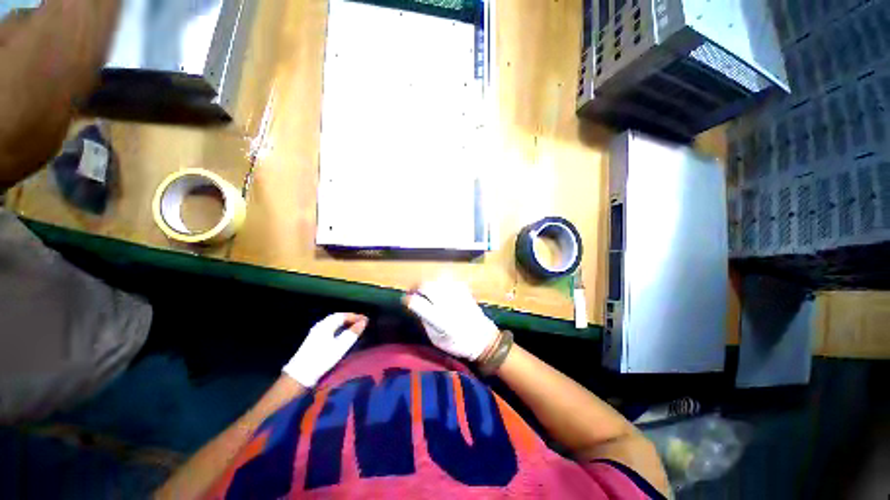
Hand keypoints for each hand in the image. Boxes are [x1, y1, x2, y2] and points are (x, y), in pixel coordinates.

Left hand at [282, 313, 367, 387]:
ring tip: (353, 326)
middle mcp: (320, 325)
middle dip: (350, 318)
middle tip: (360, 321)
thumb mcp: (340, 346)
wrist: (300, 375)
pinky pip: (329, 327)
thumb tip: (364, 322)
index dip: (355, 316)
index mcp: (326, 325)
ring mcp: (315, 332)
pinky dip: (338, 327)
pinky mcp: (313, 339)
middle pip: (337, 317)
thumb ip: (353, 333)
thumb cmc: (322, 358)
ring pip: (332, 322)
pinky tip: (340, 333)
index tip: (366, 320)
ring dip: (344, 322)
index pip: (343, 315)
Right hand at [403, 277, 498, 360]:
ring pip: (437, 280)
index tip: (406, 300)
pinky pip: (449, 280)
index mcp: (440, 320)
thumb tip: (417, 307)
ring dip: (428, 283)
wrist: (484, 339)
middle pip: (427, 286)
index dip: (409, 300)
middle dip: (417, 287)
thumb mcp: (436, 339)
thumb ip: (426, 322)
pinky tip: (440, 287)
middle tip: (414, 292)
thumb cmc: (458, 344)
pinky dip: (441, 281)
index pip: (418, 304)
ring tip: (426, 289)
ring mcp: (457, 295)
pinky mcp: (465, 291)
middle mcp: (448, 304)